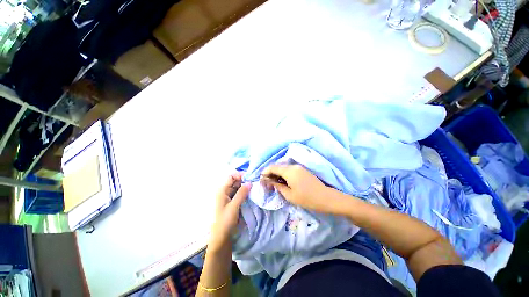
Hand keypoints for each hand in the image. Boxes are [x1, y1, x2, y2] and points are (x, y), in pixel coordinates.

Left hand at [208, 172, 250, 252]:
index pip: (231, 177)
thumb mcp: (234, 206)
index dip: (240, 175)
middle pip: (236, 181)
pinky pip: (240, 194)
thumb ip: (241, 193)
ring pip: (239, 187)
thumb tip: (250, 182)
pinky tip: (252, 194)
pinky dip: (245, 193)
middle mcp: (226, 191)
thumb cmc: (225, 221)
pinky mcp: (234, 202)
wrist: (222, 237)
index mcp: (222, 190)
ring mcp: (230, 197)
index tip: (251, 177)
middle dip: (245, 181)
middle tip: (255, 182)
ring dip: (246, 187)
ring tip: (255, 187)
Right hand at [262, 165, 332, 212]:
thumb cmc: (307, 198)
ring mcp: (298, 167)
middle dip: (270, 174)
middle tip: (267, 185)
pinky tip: (283, 182)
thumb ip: (277, 185)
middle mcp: (293, 166)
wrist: (326, 198)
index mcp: (289, 171)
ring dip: (277, 174)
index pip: (272, 167)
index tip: (261, 180)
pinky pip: (289, 170)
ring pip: (283, 168)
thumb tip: (267, 181)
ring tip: (274, 185)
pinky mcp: (302, 170)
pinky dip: (284, 175)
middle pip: (277, 167)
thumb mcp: (289, 194)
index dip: (265, 172)